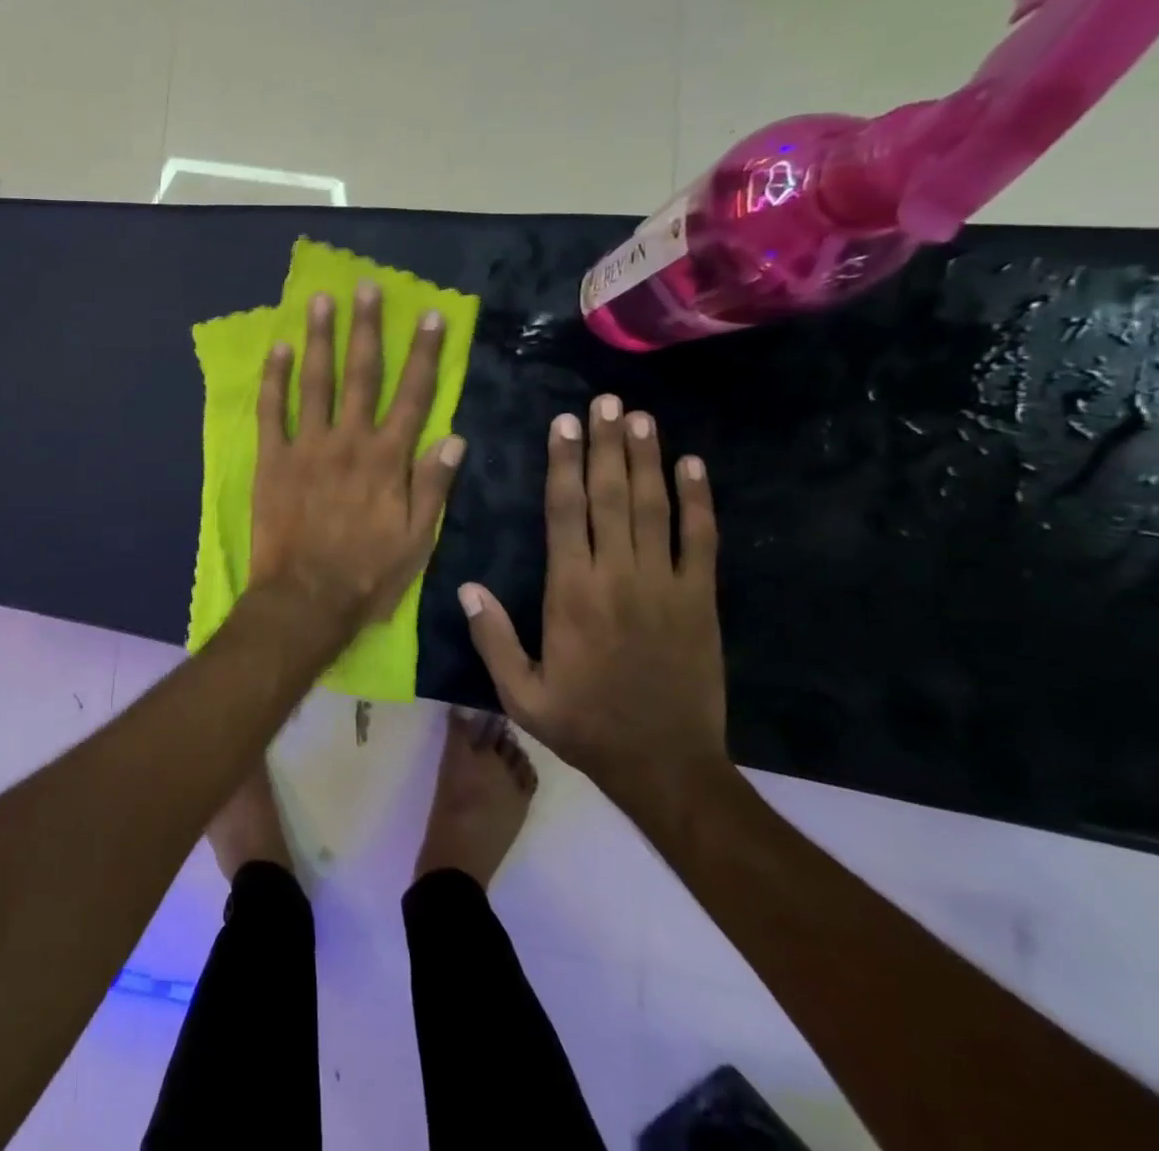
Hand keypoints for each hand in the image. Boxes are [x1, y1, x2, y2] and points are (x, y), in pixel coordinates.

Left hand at [248, 282, 464, 633]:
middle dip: (366, 328)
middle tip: (367, 287)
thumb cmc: (367, 575)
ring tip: (321, 300)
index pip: (413, 395)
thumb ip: (433, 486)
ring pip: (316, 381)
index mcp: (388, 459)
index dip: (423, 353)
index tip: (430, 316)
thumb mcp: (417, 540)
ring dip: (319, 338)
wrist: (305, 598)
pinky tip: (278, 348)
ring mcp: (307, 447)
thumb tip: (455, 437)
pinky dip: (274, 378)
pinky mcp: (272, 459)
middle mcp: (350, 441)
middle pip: (362, 374)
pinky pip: (272, 411)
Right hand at [457, 395, 726, 810]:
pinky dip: (699, 501)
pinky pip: (701, 541)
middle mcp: (618, 576)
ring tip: (640, 417)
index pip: (565, 513)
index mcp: (571, 592)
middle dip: (607, 445)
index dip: (565, 464)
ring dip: (646, 459)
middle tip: (606, 401)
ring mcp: (666, 585)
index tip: (565, 423)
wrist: (666, 765)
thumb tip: (464, 586)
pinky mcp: (700, 600)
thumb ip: (492, 638)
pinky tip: (693, 466)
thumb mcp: (521, 694)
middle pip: (611, 497)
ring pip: (654, 508)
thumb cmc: (584, 725)